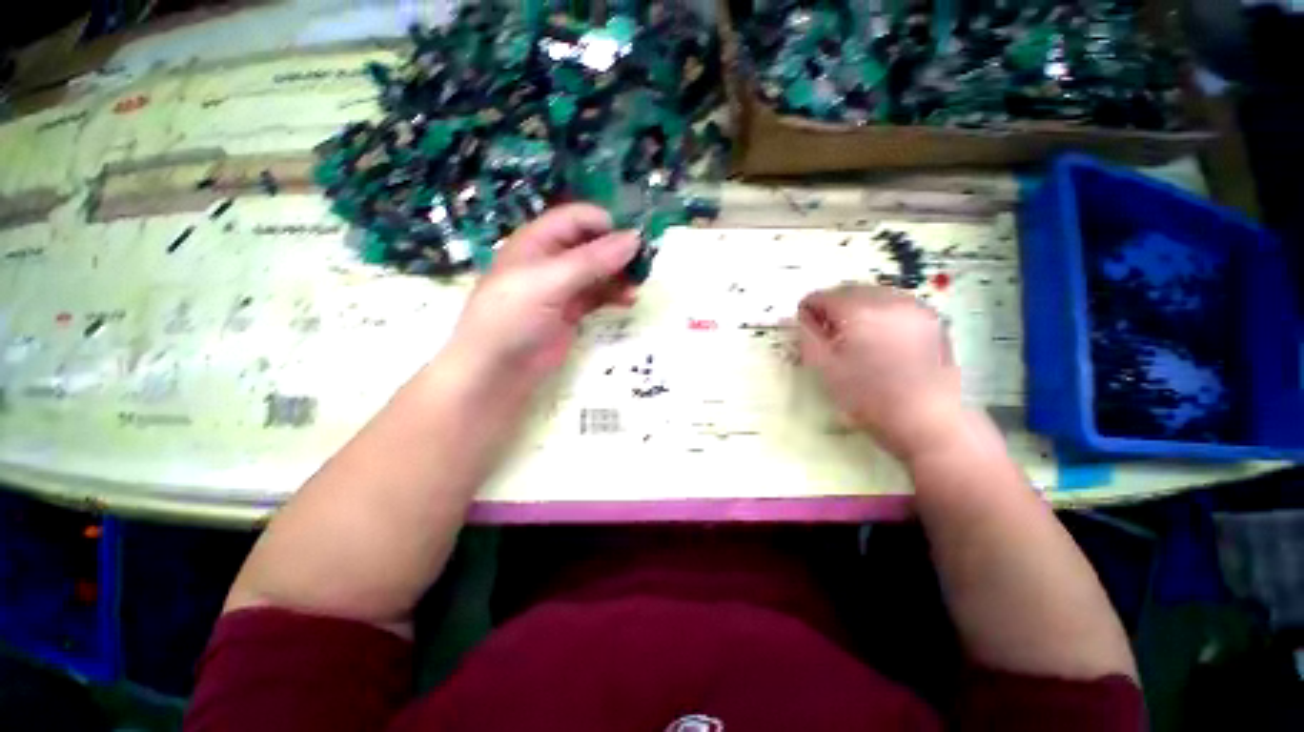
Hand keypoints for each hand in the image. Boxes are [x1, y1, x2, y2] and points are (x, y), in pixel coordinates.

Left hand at [446, 204, 640, 388]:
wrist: (492, 373)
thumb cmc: (511, 318)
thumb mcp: (549, 283)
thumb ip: (592, 260)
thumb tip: (635, 238)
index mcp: (536, 240)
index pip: (578, 217)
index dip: (606, 223)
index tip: (635, 239)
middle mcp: (549, 257)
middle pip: (591, 240)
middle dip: (618, 248)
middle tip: (645, 263)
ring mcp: (559, 286)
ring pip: (598, 268)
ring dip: (620, 272)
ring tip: (639, 285)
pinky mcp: (568, 312)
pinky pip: (597, 294)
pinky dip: (614, 294)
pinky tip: (629, 301)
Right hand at [797, 285, 964, 462]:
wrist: (929, 421)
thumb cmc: (874, 402)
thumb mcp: (829, 375)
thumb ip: (808, 339)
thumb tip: (802, 317)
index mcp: (856, 307)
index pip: (821, 296)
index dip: (810, 314)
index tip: (812, 336)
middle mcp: (886, 296)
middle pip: (851, 292)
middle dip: (839, 311)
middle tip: (838, 342)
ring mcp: (914, 305)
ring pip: (878, 297)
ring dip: (866, 313)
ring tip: (868, 346)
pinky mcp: (933, 319)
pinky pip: (902, 309)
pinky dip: (891, 320)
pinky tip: (894, 348)